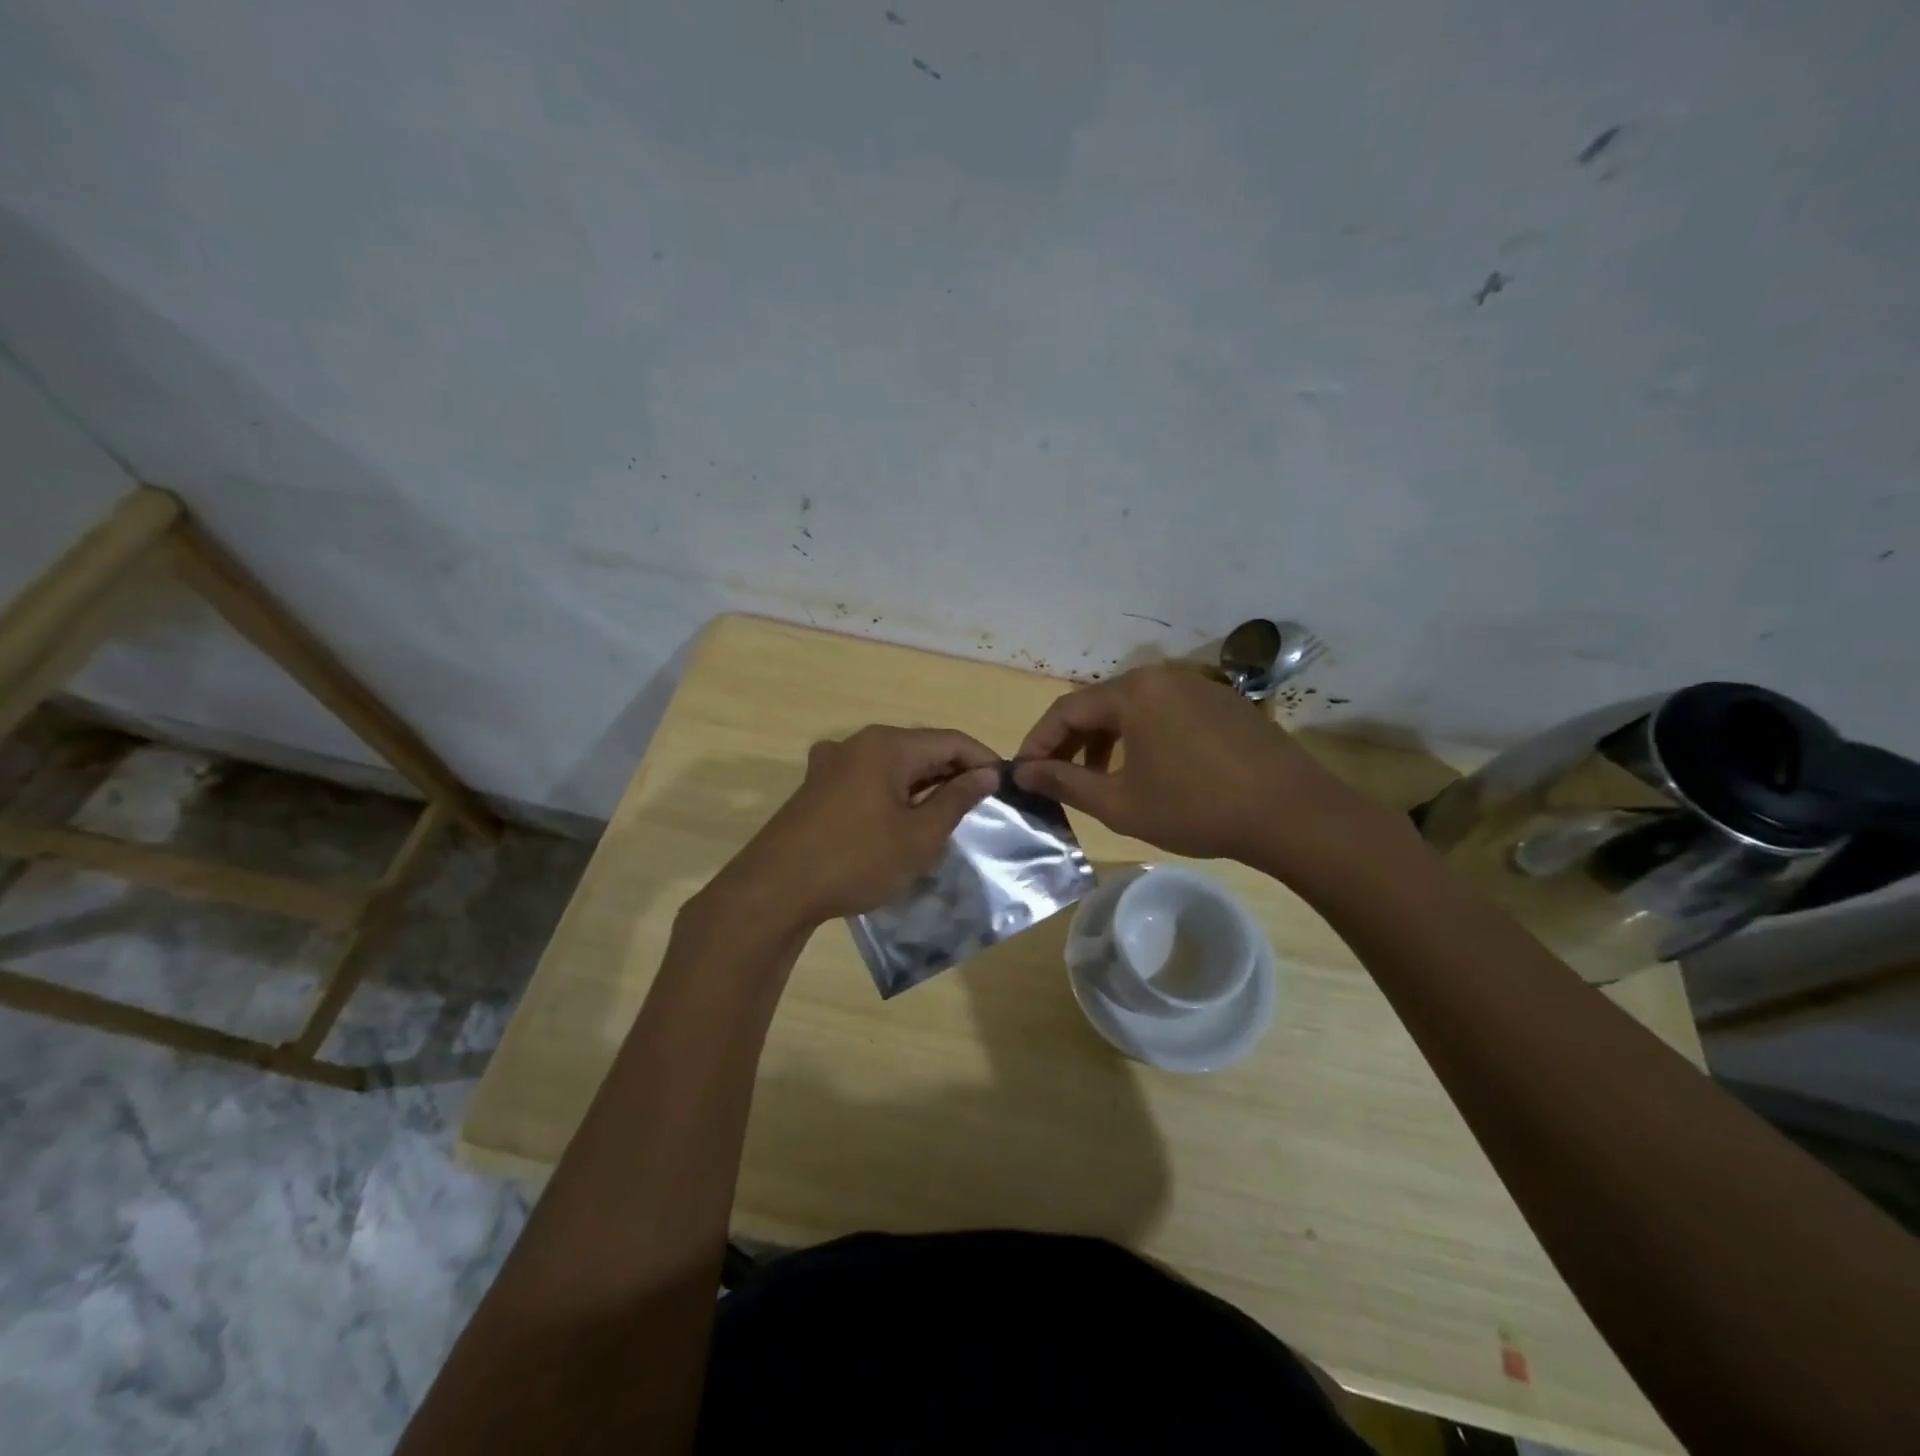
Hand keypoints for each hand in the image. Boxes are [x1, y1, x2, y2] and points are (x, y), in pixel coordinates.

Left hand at [704, 726, 999, 933]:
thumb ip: (956, 799)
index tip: (1006, 787)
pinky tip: (900, 821)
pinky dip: (894, 794)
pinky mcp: (817, 787)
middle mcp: (859, 742)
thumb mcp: (919, 836)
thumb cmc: (856, 859)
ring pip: (893, 765)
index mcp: (887, 745)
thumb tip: (985, 774)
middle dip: (953, 773)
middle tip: (982, 806)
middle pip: (921, 748)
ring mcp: (832, 763)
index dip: (982, 760)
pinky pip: (869, 779)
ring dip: (923, 786)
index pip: (950, 741)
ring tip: (947, 816)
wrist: (775, 889)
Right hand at [1012, 663, 1369, 865]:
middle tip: (1055, 779)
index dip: (1038, 742)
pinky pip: (1164, 713)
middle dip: (1071, 743)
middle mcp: (1162, 676)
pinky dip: (1141, 738)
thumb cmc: (1196, 808)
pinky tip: (1146, 771)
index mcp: (1133, 692)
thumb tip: (1022, 772)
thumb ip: (1065, 783)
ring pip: (1132, 709)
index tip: (1023, 773)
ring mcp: (1197, 685)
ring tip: (1097, 780)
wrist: (1292, 813)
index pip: (1066, 710)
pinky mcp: (1222, 702)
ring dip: (1105, 742)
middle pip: (1099, 705)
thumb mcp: (1120, 802)